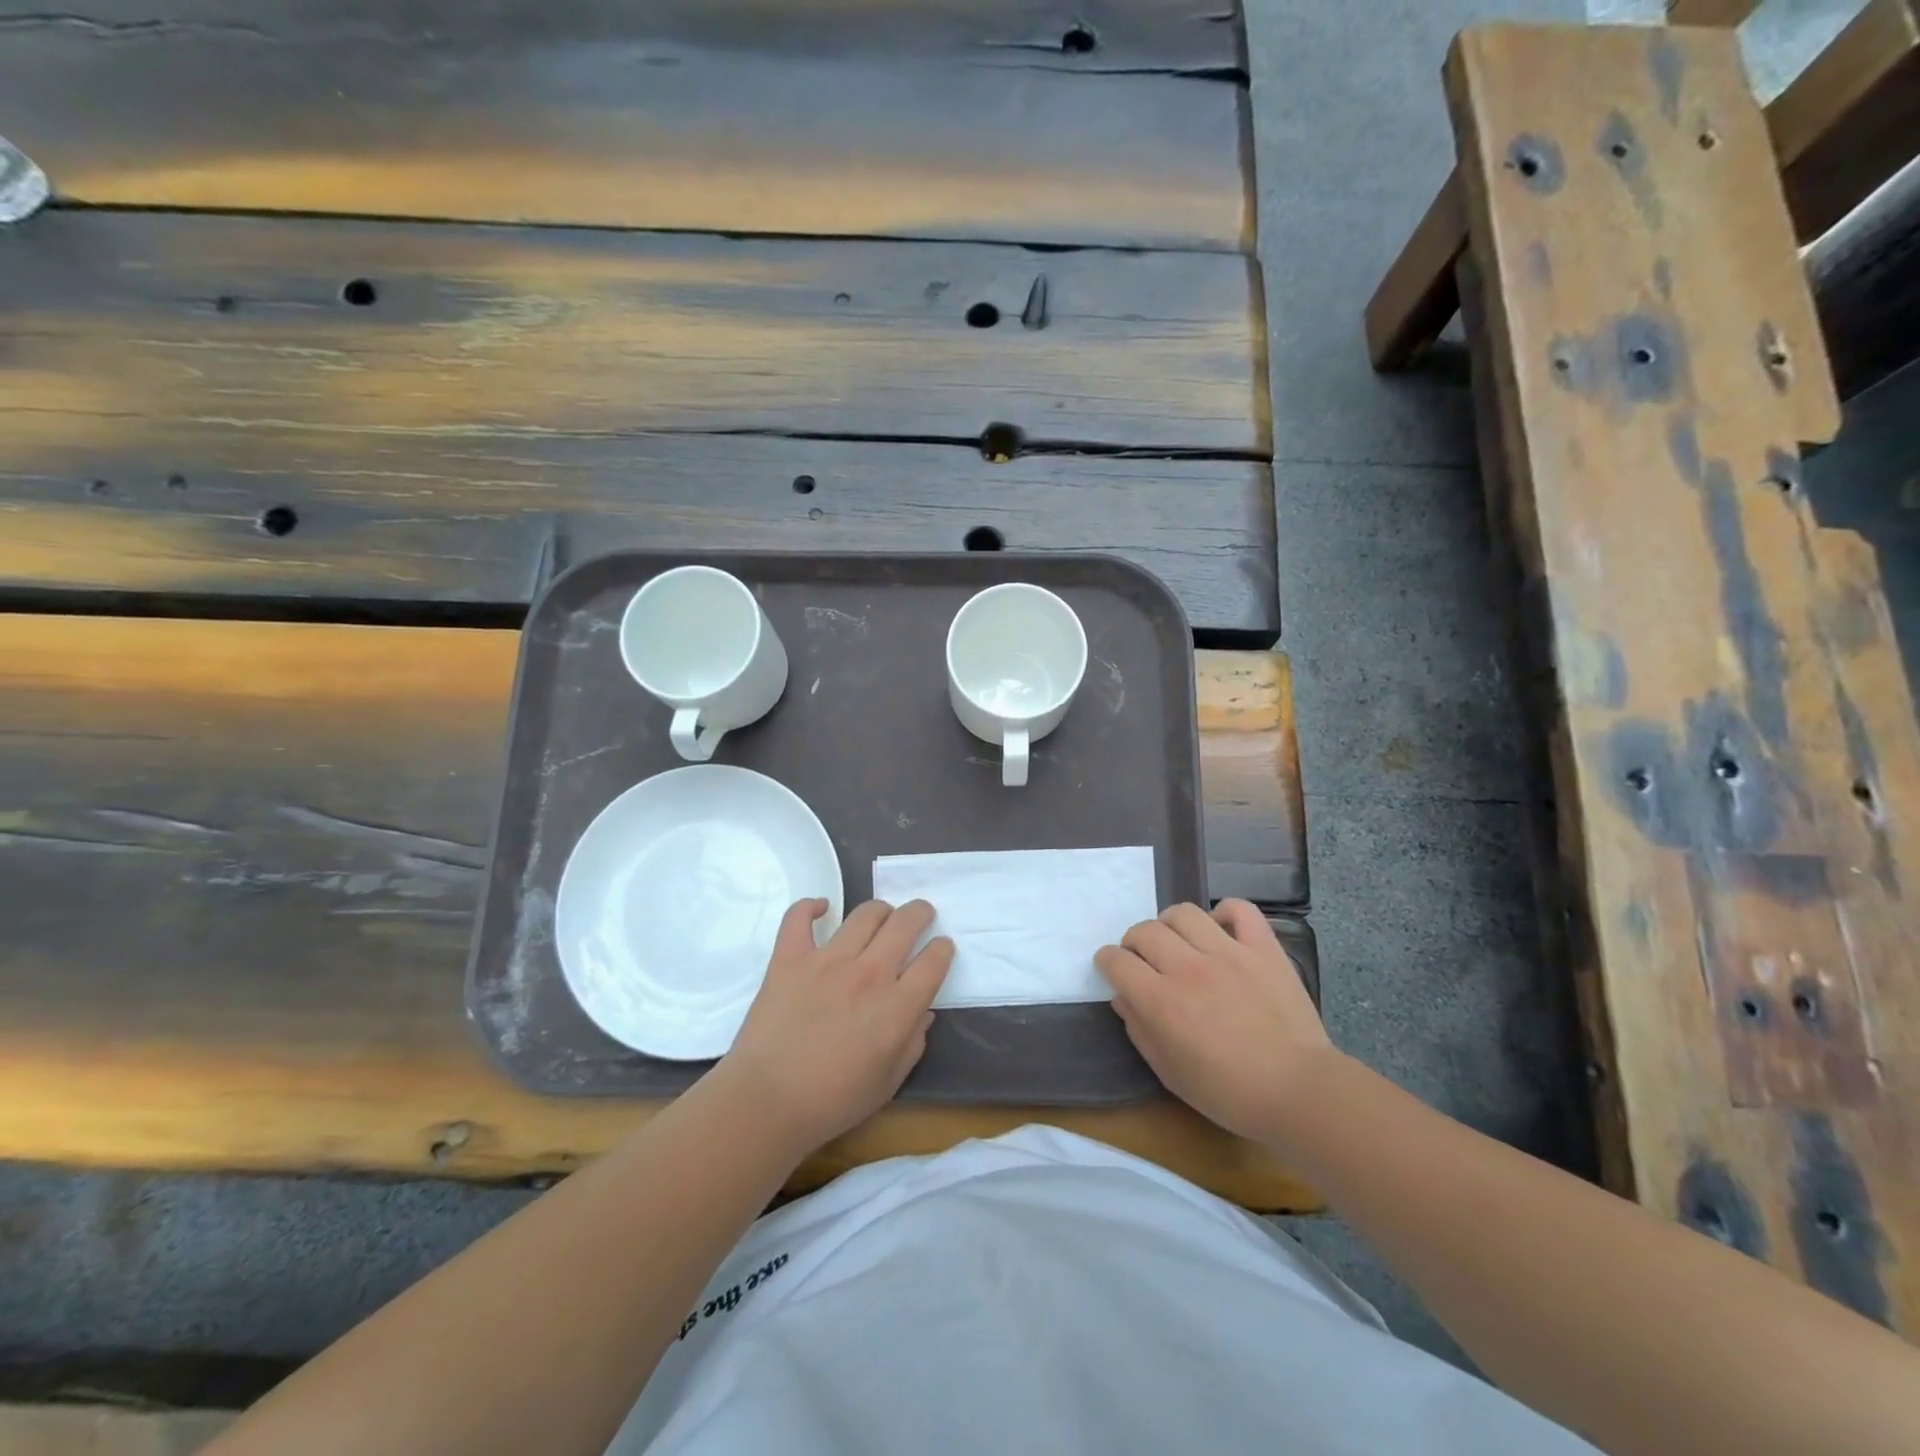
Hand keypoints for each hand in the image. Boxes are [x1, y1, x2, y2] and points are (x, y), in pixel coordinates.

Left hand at [720, 898, 953, 1153]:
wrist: (767, 1101)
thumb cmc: (833, 1101)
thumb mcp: (888, 1083)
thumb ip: (912, 1043)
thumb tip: (923, 1013)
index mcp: (897, 1006)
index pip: (933, 961)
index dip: (942, 949)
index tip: (941, 947)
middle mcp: (869, 973)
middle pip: (905, 923)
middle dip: (920, 913)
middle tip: (920, 914)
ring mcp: (828, 960)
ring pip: (865, 914)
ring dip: (880, 910)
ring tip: (881, 915)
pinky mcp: (790, 957)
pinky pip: (799, 918)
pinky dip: (810, 907)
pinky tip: (820, 908)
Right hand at [1095, 899, 1337, 1144]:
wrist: (1299, 1092)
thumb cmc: (1229, 1093)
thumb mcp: (1169, 1073)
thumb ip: (1140, 1031)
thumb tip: (1123, 997)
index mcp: (1162, 1001)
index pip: (1117, 961)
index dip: (1107, 961)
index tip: (1112, 968)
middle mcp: (1189, 968)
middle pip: (1144, 931)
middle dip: (1133, 942)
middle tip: (1142, 958)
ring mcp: (1229, 953)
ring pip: (1183, 913)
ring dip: (1169, 924)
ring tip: (1177, 941)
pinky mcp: (1263, 949)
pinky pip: (1239, 909)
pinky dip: (1225, 912)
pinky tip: (1220, 929)